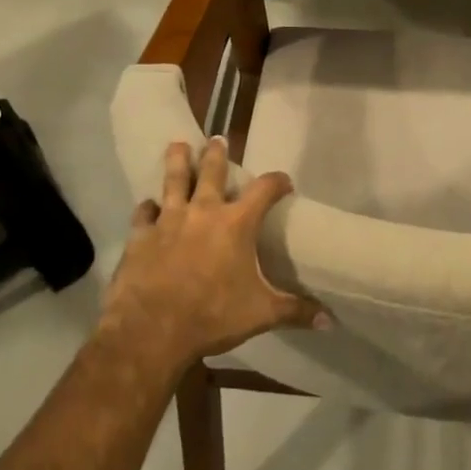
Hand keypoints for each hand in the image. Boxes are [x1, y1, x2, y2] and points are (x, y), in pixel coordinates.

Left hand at [103, 137, 328, 369]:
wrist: (152, 329)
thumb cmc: (212, 316)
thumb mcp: (261, 314)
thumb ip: (295, 310)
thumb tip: (330, 320)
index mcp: (237, 223)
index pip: (264, 189)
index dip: (277, 182)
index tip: (284, 182)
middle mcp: (203, 211)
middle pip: (211, 170)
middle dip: (216, 153)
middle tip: (217, 139)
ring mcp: (169, 220)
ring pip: (173, 180)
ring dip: (177, 162)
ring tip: (177, 146)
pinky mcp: (141, 236)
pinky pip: (144, 214)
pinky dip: (147, 209)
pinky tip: (148, 206)